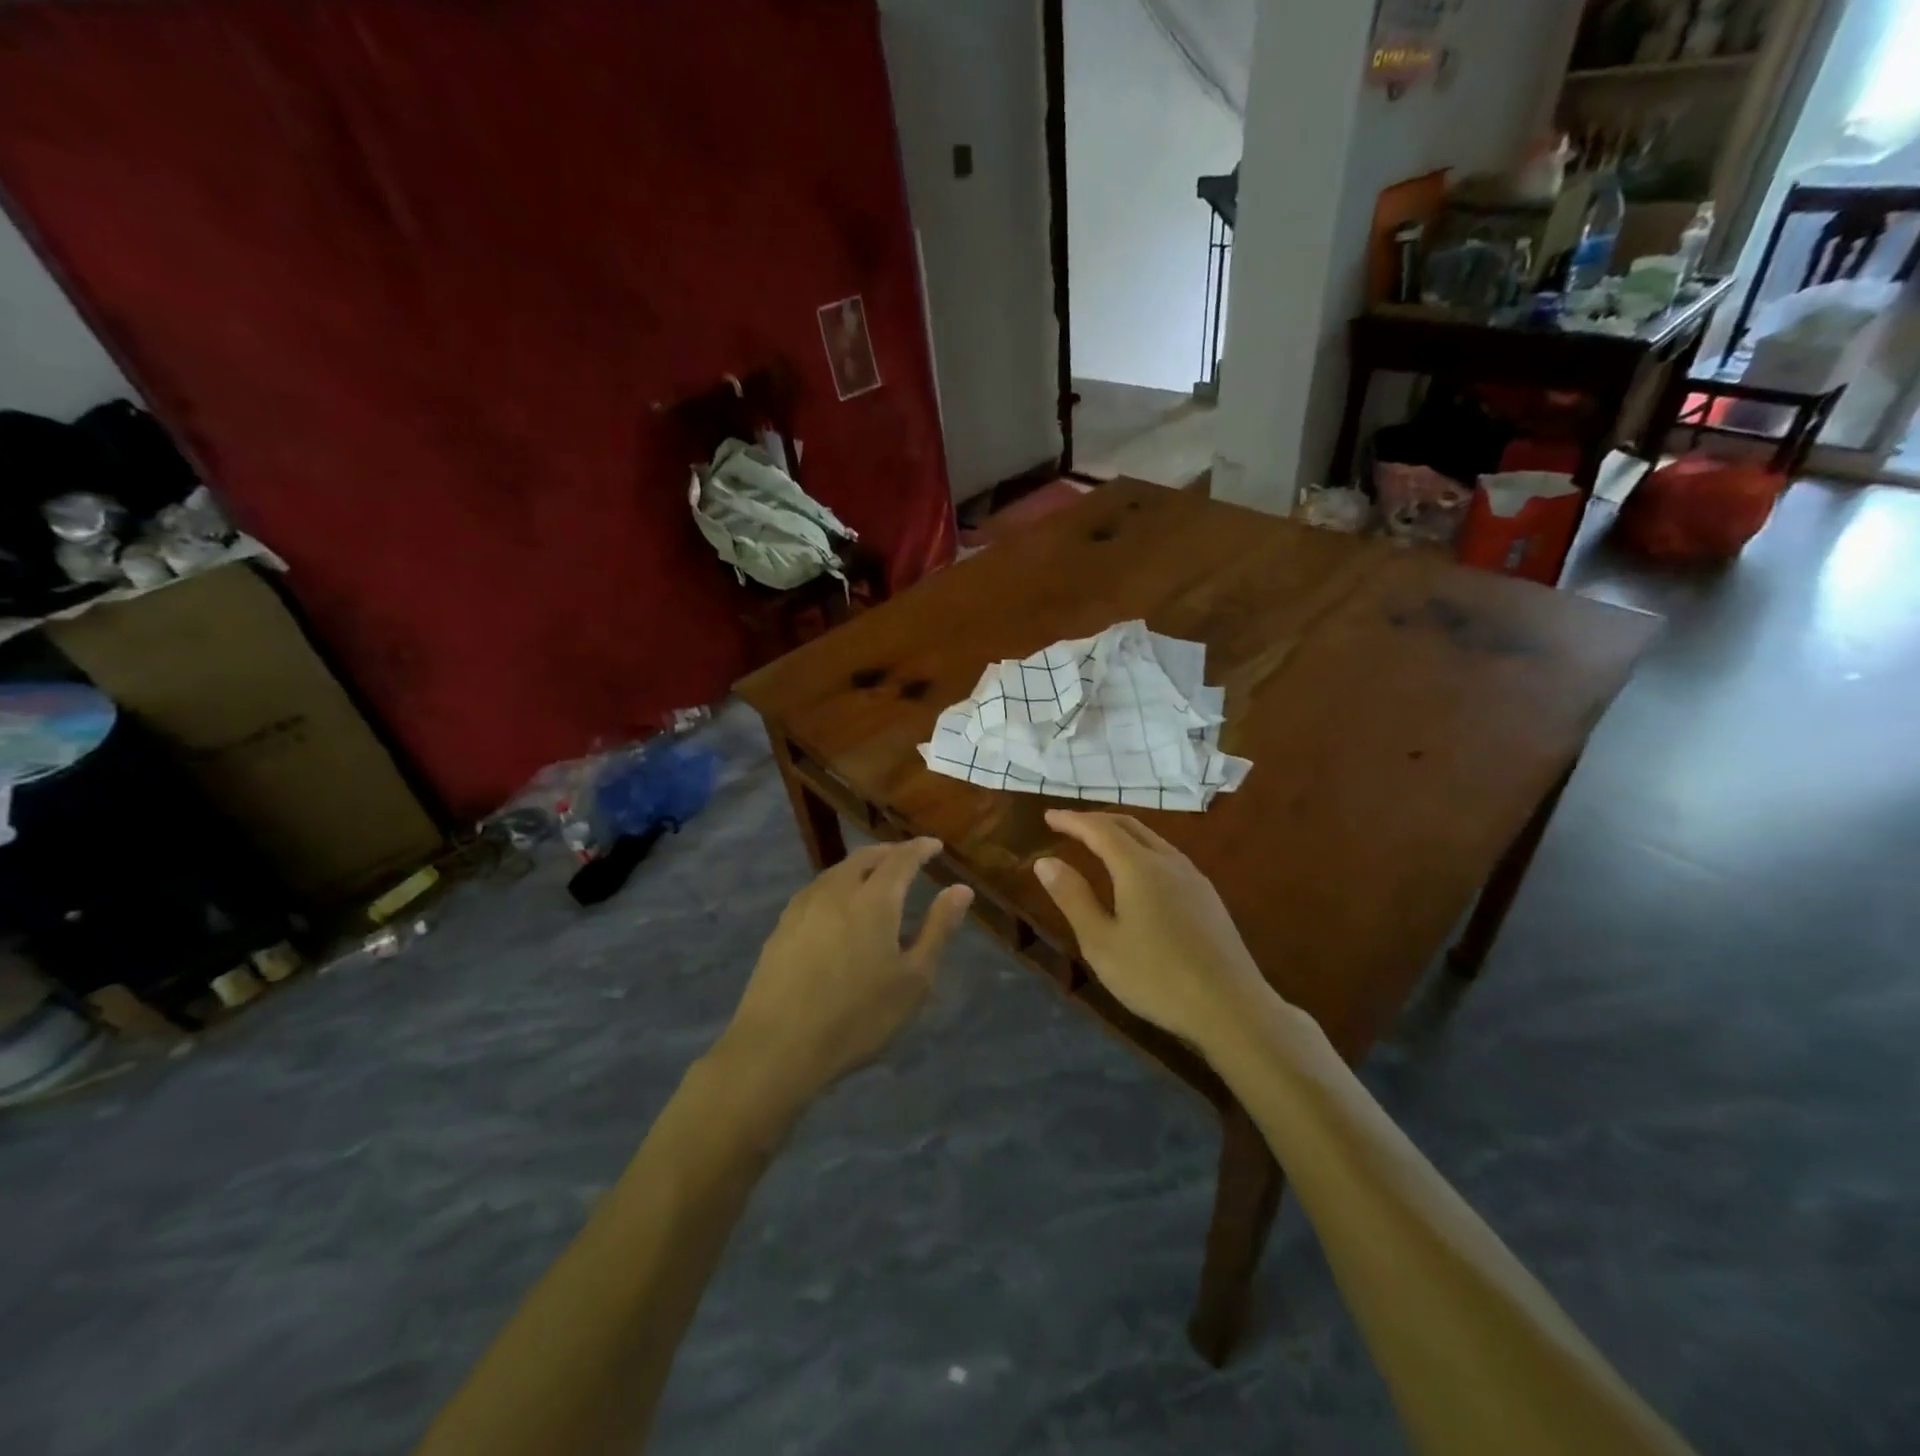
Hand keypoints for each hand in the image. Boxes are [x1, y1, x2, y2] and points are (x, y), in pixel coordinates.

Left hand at [720, 838, 972, 1100]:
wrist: (777, 1046)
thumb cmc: (857, 1016)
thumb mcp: (914, 979)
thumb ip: (938, 929)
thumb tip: (961, 889)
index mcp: (874, 899)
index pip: (901, 858)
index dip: (920, 848)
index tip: (935, 845)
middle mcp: (837, 890)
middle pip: (865, 857)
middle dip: (890, 852)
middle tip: (908, 858)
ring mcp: (804, 906)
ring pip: (838, 871)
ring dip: (862, 866)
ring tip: (876, 879)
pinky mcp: (782, 926)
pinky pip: (818, 889)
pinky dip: (838, 884)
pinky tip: (839, 905)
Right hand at [1033, 810, 1275, 1047]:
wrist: (1231, 1008)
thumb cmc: (1155, 977)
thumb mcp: (1100, 942)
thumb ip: (1073, 897)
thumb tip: (1045, 862)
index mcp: (1138, 867)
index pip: (1099, 829)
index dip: (1072, 820)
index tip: (1048, 816)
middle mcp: (1168, 861)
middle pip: (1129, 825)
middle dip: (1096, 821)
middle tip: (1069, 825)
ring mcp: (1194, 877)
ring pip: (1152, 839)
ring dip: (1121, 833)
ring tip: (1098, 843)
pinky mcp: (1208, 897)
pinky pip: (1167, 856)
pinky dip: (1141, 850)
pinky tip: (1138, 872)